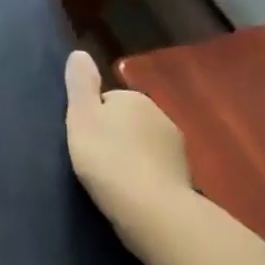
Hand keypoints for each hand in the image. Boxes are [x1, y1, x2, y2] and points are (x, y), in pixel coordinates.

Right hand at [64, 50, 192, 250]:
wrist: (153, 211)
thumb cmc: (108, 158)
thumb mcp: (81, 116)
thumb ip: (80, 84)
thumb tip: (80, 52)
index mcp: (135, 98)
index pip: (107, 99)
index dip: (92, 117)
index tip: (82, 137)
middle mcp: (161, 116)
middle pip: (127, 121)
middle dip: (114, 135)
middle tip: (94, 159)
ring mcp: (177, 149)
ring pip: (143, 145)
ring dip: (130, 156)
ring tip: (111, 179)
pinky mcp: (184, 179)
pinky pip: (155, 169)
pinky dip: (144, 177)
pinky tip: (131, 194)